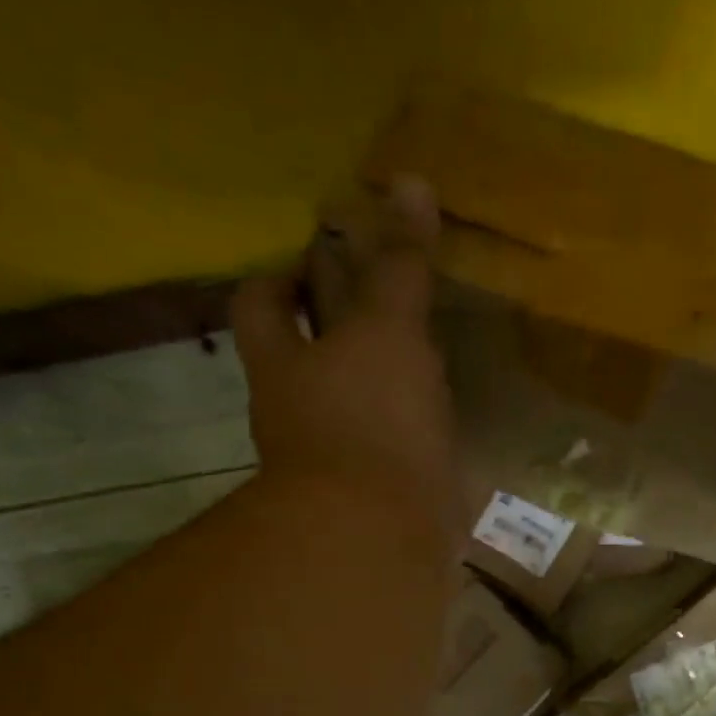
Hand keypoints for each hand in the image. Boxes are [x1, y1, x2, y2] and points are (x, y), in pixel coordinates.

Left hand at [231, 176, 460, 547]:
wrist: (382, 534)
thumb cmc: (370, 421)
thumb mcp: (386, 330)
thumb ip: (398, 265)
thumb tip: (408, 181)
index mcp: (287, 361)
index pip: (267, 301)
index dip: (288, 272)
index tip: (325, 250)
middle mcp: (304, 404)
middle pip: (309, 349)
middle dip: (339, 321)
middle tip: (386, 292)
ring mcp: (344, 451)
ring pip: (356, 397)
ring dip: (383, 375)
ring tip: (427, 347)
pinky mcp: (384, 487)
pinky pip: (396, 442)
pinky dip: (415, 424)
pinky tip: (448, 410)